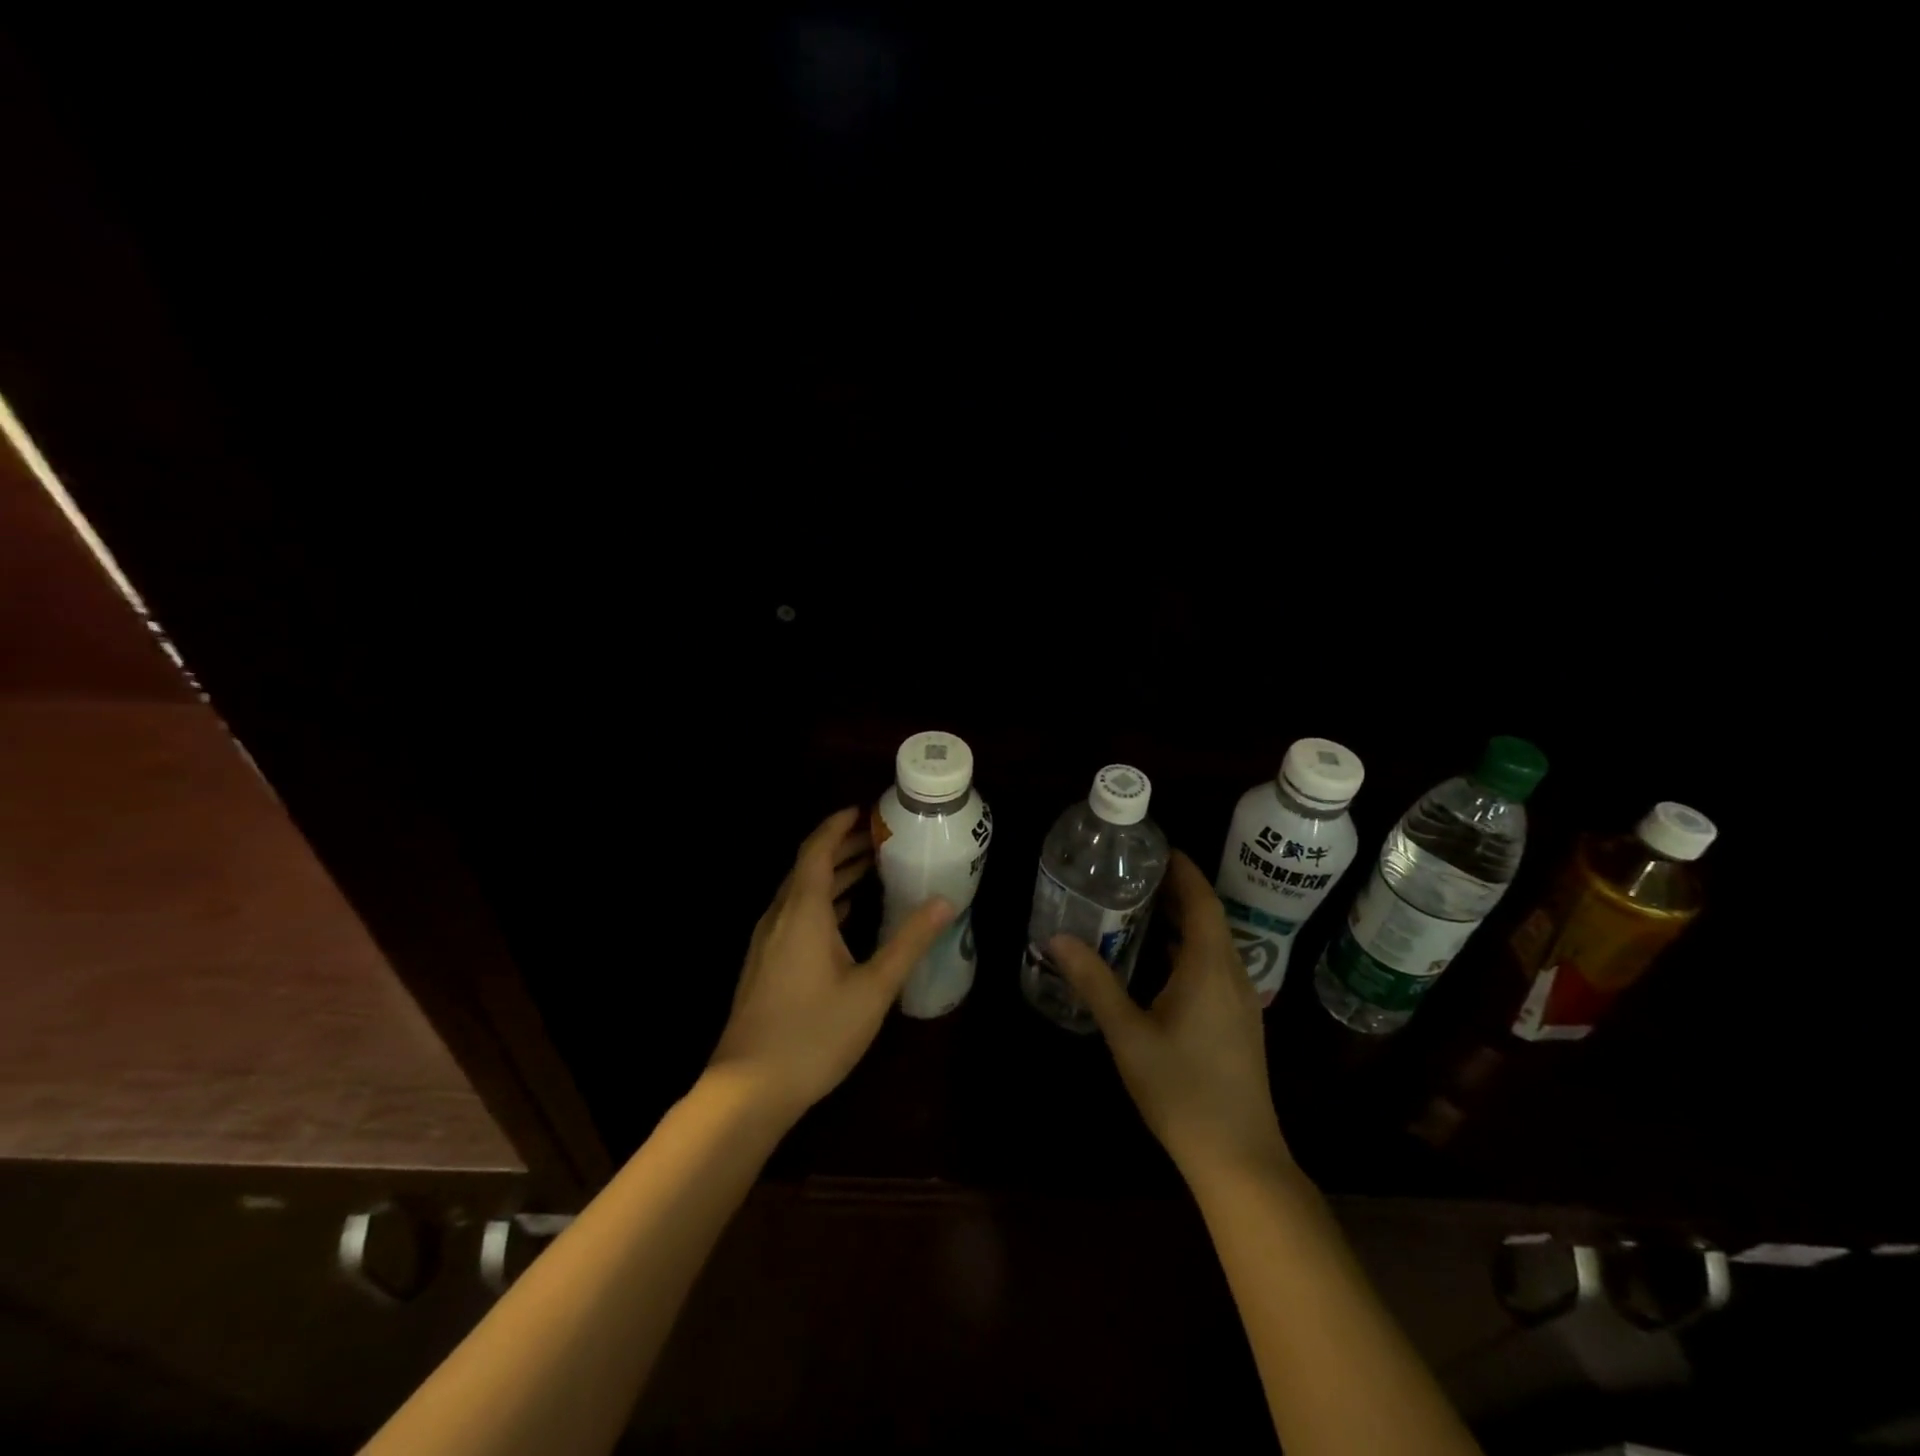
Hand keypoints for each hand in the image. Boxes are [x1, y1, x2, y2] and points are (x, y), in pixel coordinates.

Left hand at [709, 807, 954, 1121]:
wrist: (747, 1090)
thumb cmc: (814, 1033)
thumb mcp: (872, 987)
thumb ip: (908, 941)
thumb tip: (944, 902)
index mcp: (803, 911)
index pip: (818, 849)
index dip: (839, 825)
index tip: (866, 810)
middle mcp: (780, 917)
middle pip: (809, 867)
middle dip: (843, 848)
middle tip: (882, 838)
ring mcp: (768, 941)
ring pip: (801, 893)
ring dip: (834, 876)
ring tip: (873, 869)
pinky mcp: (765, 964)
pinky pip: (796, 915)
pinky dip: (824, 903)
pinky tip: (847, 917)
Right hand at [1050, 849, 1290, 1182]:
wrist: (1238, 1157)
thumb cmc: (1181, 1090)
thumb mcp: (1128, 1034)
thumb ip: (1095, 982)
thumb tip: (1058, 938)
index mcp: (1209, 967)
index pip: (1201, 900)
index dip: (1183, 870)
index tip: (1156, 848)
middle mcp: (1232, 974)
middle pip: (1209, 917)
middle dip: (1178, 891)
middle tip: (1135, 873)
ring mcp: (1241, 1000)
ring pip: (1213, 942)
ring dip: (1183, 920)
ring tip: (1142, 906)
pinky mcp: (1239, 1021)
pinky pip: (1215, 965)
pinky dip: (1189, 947)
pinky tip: (1160, 960)